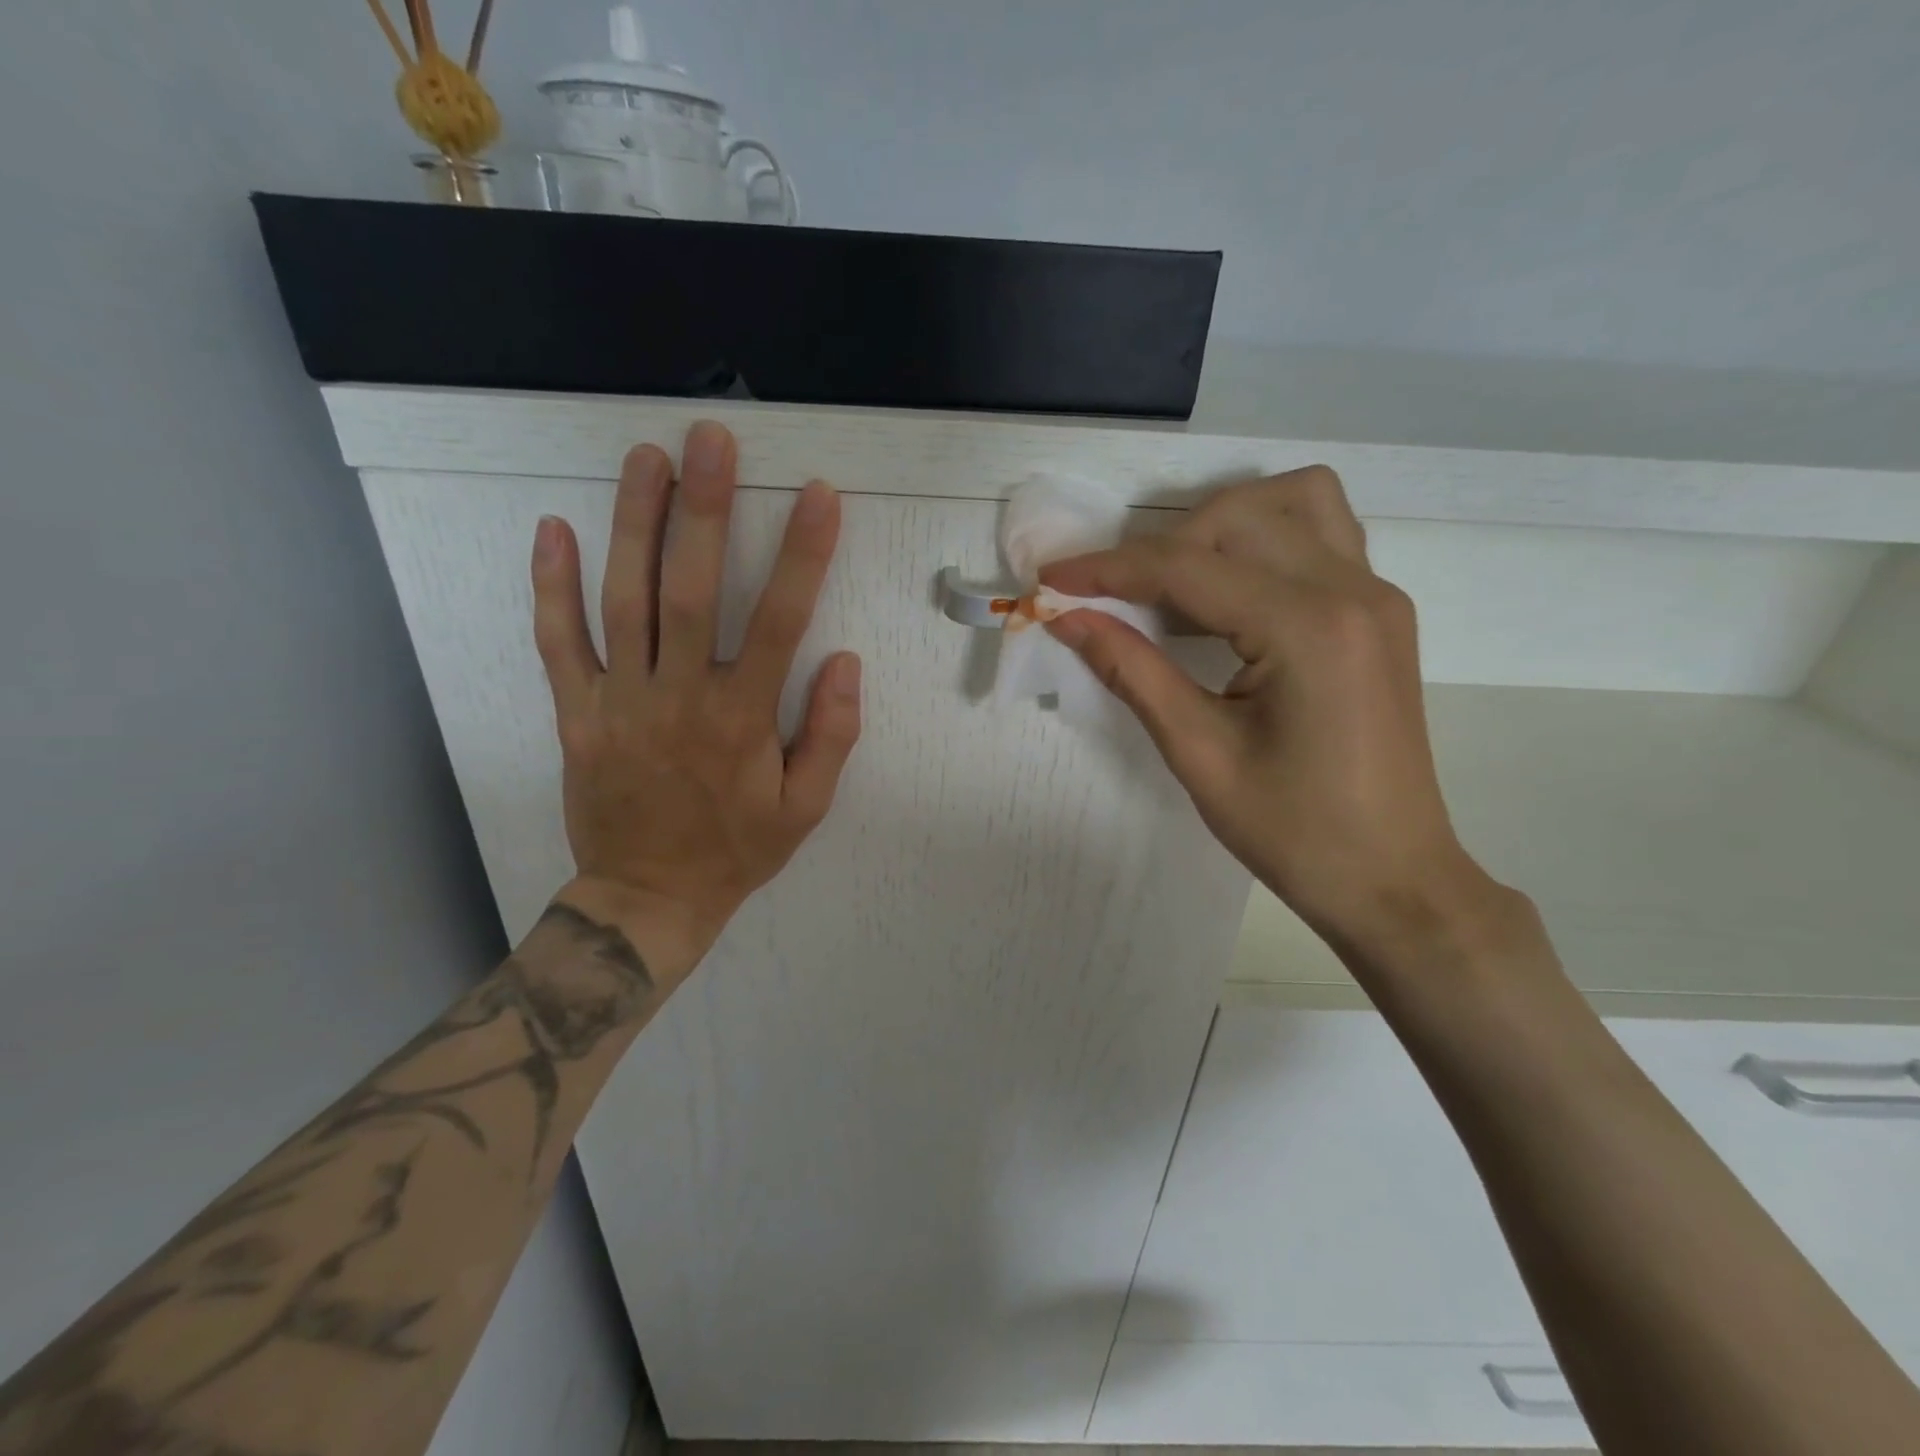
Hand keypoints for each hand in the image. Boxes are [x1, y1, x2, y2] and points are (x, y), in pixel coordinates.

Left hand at [529, 421, 861, 979]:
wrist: (648, 897)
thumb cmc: (737, 850)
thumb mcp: (806, 808)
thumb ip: (832, 736)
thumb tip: (846, 663)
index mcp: (742, 720)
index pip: (778, 622)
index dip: (802, 555)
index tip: (818, 496)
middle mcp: (678, 698)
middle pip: (688, 591)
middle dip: (703, 510)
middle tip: (710, 439)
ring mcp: (618, 702)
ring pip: (621, 601)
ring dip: (633, 524)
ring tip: (645, 456)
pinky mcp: (575, 713)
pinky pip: (557, 643)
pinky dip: (550, 586)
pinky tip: (554, 528)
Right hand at [1042, 465, 1512, 966]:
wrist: (1391, 877)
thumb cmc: (1293, 831)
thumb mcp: (1199, 753)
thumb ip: (1131, 671)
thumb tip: (1068, 618)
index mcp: (1307, 628)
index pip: (1188, 568)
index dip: (1109, 569)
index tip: (1051, 578)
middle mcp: (1351, 589)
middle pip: (1237, 516)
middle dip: (1159, 545)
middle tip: (1112, 597)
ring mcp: (1376, 594)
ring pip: (1291, 501)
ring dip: (1220, 523)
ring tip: (1174, 580)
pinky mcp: (1380, 610)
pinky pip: (1322, 533)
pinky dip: (1264, 538)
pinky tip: (1230, 590)